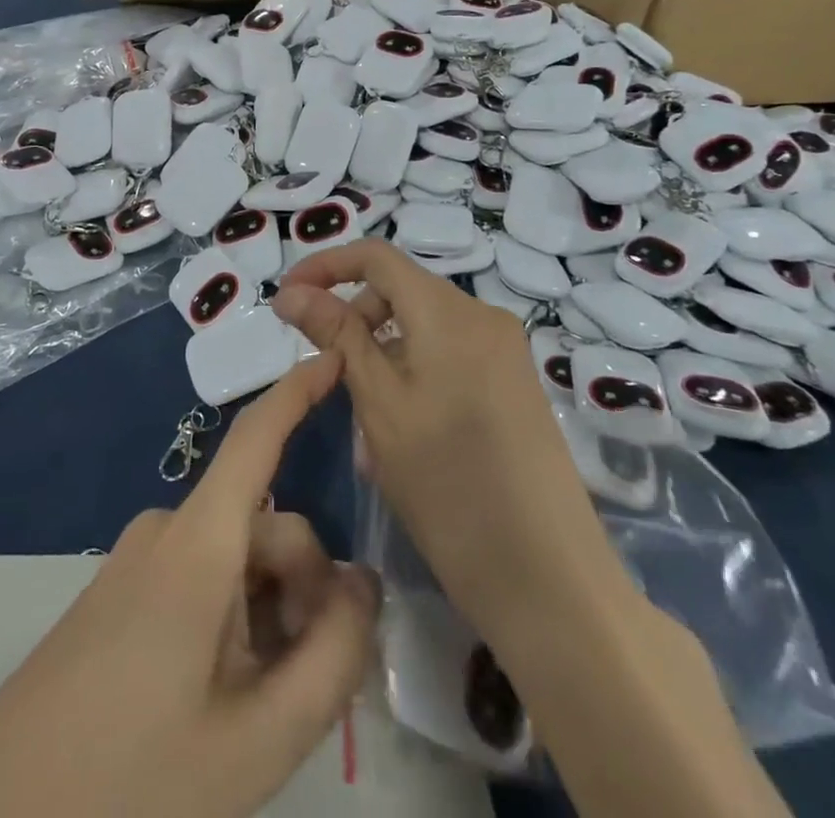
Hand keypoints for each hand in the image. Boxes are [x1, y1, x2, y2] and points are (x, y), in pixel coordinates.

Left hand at [0, 356, 378, 817]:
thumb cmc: (134, 780)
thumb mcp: (259, 737)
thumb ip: (332, 655)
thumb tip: (363, 583)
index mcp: (197, 543)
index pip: (256, 438)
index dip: (298, 390)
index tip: (336, 353)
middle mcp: (166, 531)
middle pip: (266, 528)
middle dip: (304, 589)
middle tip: (304, 683)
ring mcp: (137, 559)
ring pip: (236, 559)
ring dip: (269, 612)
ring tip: (257, 705)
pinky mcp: (119, 590)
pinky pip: (200, 577)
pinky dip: (233, 618)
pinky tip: (220, 695)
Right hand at [272, 241, 640, 651]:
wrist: (548, 578)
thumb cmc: (447, 483)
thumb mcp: (378, 403)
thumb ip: (336, 335)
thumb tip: (291, 292)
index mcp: (449, 310)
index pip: (376, 256)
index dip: (325, 266)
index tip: (286, 298)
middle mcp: (483, 317)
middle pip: (401, 292)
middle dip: (355, 322)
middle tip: (328, 379)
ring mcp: (505, 352)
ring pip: (421, 331)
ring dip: (381, 359)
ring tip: (363, 428)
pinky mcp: (514, 386)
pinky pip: (449, 358)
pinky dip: (413, 378)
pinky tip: (400, 438)